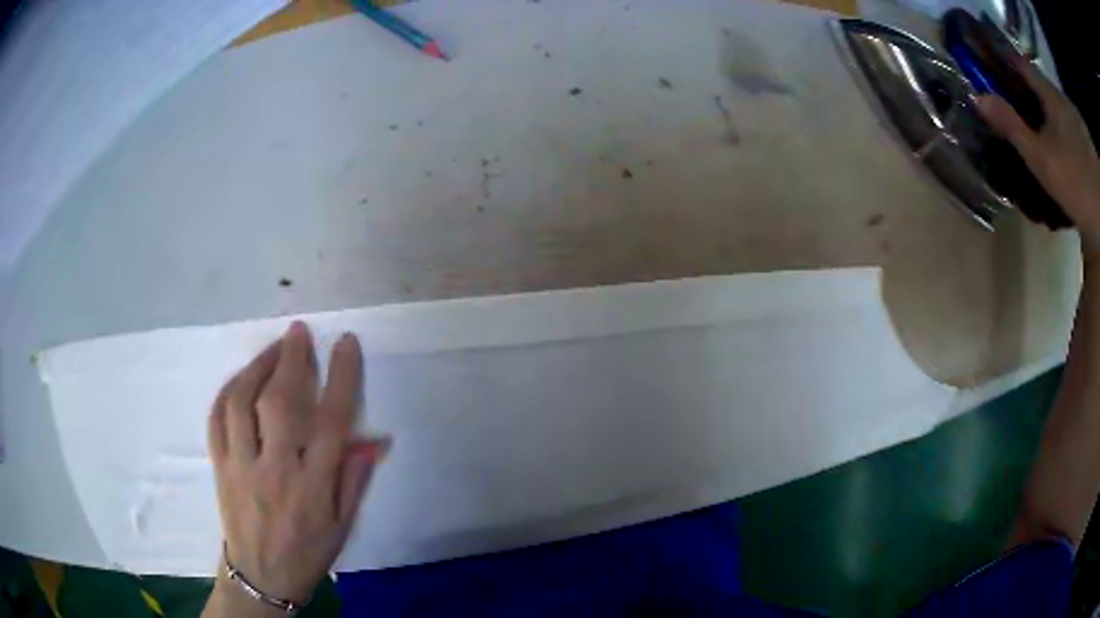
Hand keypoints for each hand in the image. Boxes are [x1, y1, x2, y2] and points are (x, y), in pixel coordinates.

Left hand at [203, 322, 389, 614]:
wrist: (261, 576)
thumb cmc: (308, 552)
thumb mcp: (342, 525)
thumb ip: (354, 479)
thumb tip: (375, 439)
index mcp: (312, 487)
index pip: (329, 423)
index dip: (340, 377)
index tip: (345, 344)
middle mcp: (274, 470)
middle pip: (279, 402)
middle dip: (290, 358)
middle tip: (299, 332)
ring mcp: (240, 466)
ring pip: (241, 402)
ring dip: (256, 366)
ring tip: (272, 349)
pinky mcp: (219, 466)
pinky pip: (217, 418)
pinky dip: (228, 390)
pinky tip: (241, 378)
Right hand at [976, 56, 1099, 247]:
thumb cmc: (1073, 180)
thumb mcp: (1040, 157)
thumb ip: (1010, 125)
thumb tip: (977, 96)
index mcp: (1050, 95)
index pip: (1021, 64)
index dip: (1005, 60)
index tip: (989, 63)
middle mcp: (1062, 102)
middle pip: (1039, 91)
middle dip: (1025, 97)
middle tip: (1010, 109)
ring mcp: (1075, 126)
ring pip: (1054, 115)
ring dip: (1043, 122)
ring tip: (1033, 140)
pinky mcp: (1084, 151)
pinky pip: (1066, 136)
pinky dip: (1058, 142)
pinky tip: (1054, 160)